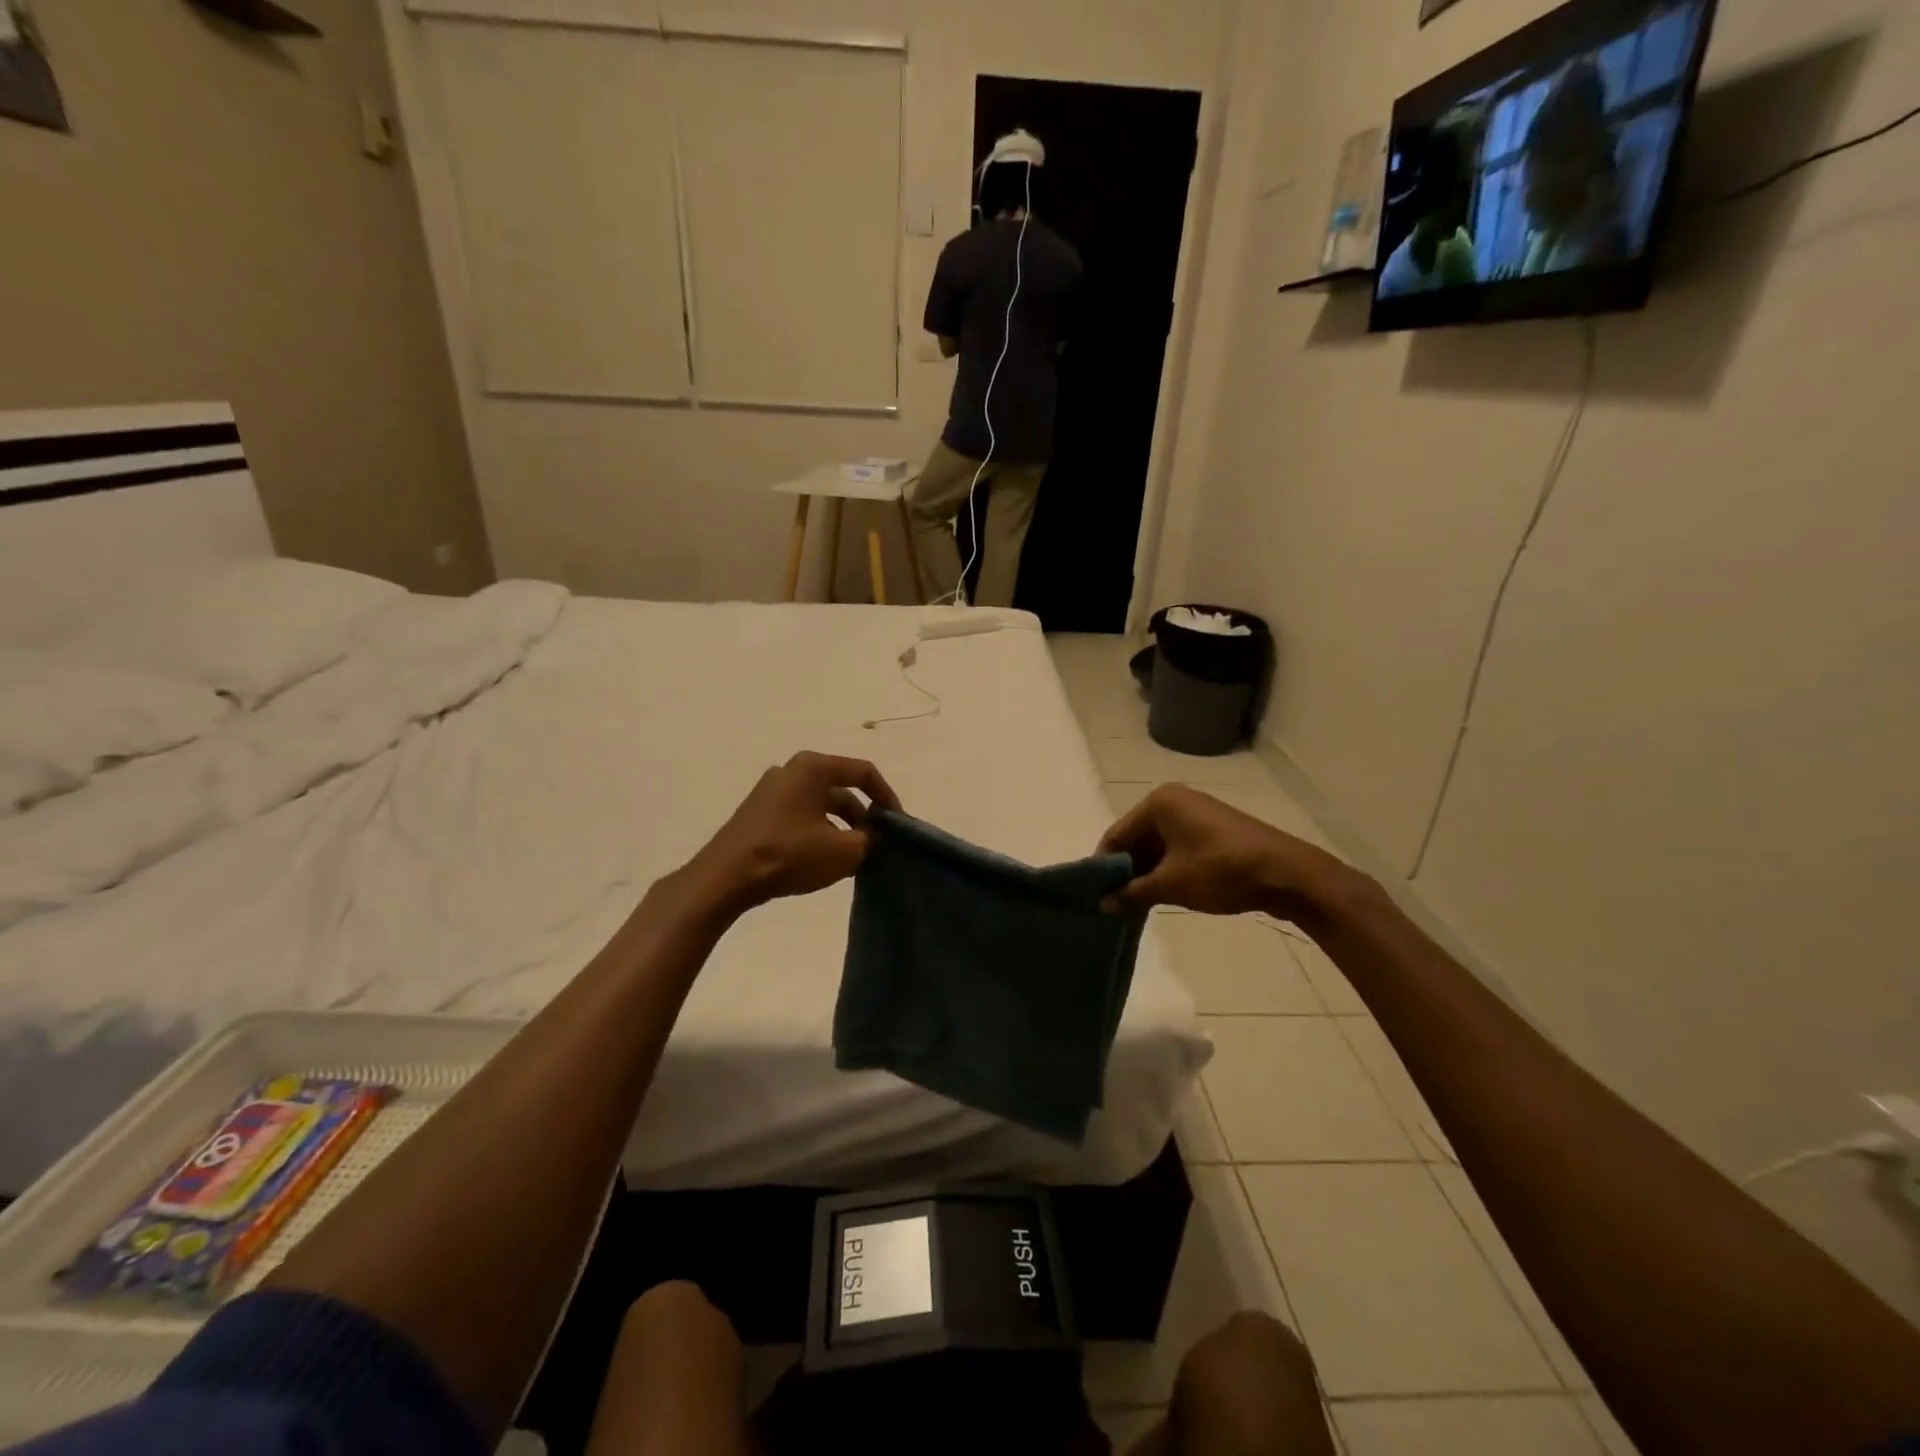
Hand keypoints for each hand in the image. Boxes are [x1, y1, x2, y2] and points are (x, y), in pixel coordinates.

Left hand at [686, 752, 900, 914]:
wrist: (725, 878)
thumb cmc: (789, 855)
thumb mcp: (843, 851)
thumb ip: (870, 840)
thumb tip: (873, 836)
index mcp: (812, 767)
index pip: (863, 772)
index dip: (886, 797)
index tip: (897, 824)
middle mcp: (791, 770)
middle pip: (841, 788)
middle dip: (863, 816)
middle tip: (877, 843)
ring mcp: (772, 790)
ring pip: (821, 804)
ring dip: (841, 827)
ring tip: (853, 856)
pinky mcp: (760, 812)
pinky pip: (801, 815)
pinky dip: (819, 831)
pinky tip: (824, 858)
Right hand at [1098, 784, 1359, 923]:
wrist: (1288, 874)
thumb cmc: (1221, 871)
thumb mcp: (1170, 884)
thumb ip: (1131, 892)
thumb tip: (1102, 903)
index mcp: (1158, 802)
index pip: (1117, 834)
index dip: (1104, 866)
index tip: (1094, 896)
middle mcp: (1174, 800)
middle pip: (1136, 838)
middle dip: (1126, 871)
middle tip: (1114, 904)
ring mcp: (1196, 813)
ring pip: (1158, 846)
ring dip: (1147, 873)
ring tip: (1136, 904)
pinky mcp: (1213, 830)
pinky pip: (1178, 848)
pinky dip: (1168, 869)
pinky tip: (1164, 895)